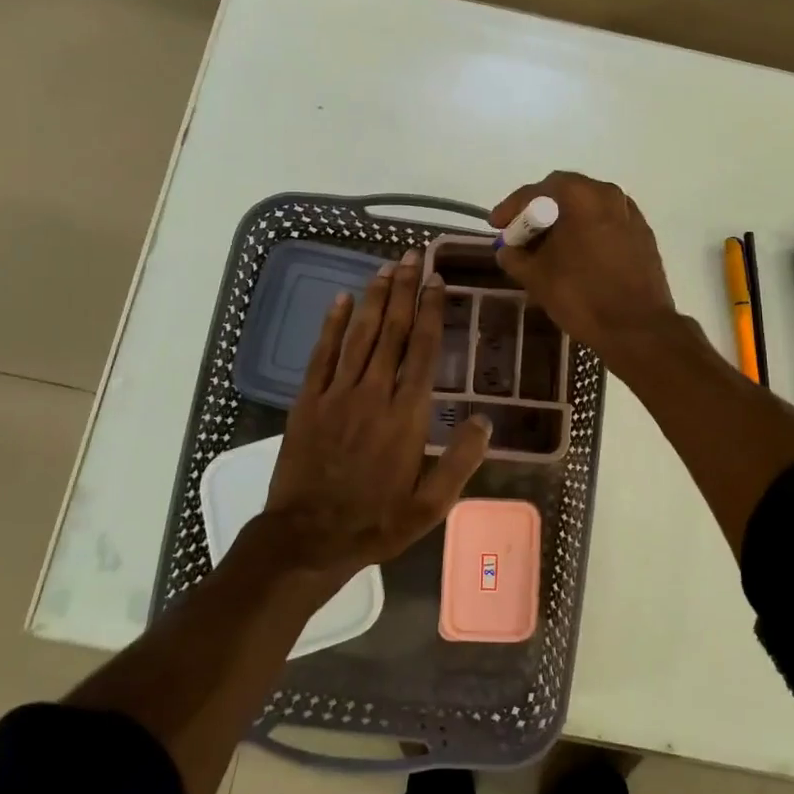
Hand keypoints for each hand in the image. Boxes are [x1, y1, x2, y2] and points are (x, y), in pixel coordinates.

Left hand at [260, 249, 490, 578]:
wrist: (308, 538)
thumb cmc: (376, 522)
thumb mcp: (431, 506)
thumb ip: (460, 462)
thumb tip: (485, 420)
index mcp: (408, 415)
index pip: (424, 350)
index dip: (431, 311)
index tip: (436, 281)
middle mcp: (375, 393)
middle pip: (393, 331)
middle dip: (403, 290)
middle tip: (411, 256)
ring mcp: (338, 394)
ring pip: (360, 335)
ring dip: (374, 298)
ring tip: (385, 267)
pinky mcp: (309, 401)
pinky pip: (322, 355)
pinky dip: (332, 325)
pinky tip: (340, 300)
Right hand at [490, 172, 678, 362]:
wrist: (637, 328)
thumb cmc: (582, 296)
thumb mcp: (536, 277)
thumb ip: (514, 256)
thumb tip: (507, 250)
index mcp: (582, 196)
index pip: (537, 191)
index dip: (512, 208)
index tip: (496, 225)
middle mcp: (610, 195)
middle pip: (565, 195)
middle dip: (538, 214)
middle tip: (520, 235)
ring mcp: (631, 215)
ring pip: (588, 210)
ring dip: (564, 224)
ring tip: (546, 248)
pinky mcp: (643, 237)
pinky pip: (606, 226)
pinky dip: (586, 234)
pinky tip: (576, 258)